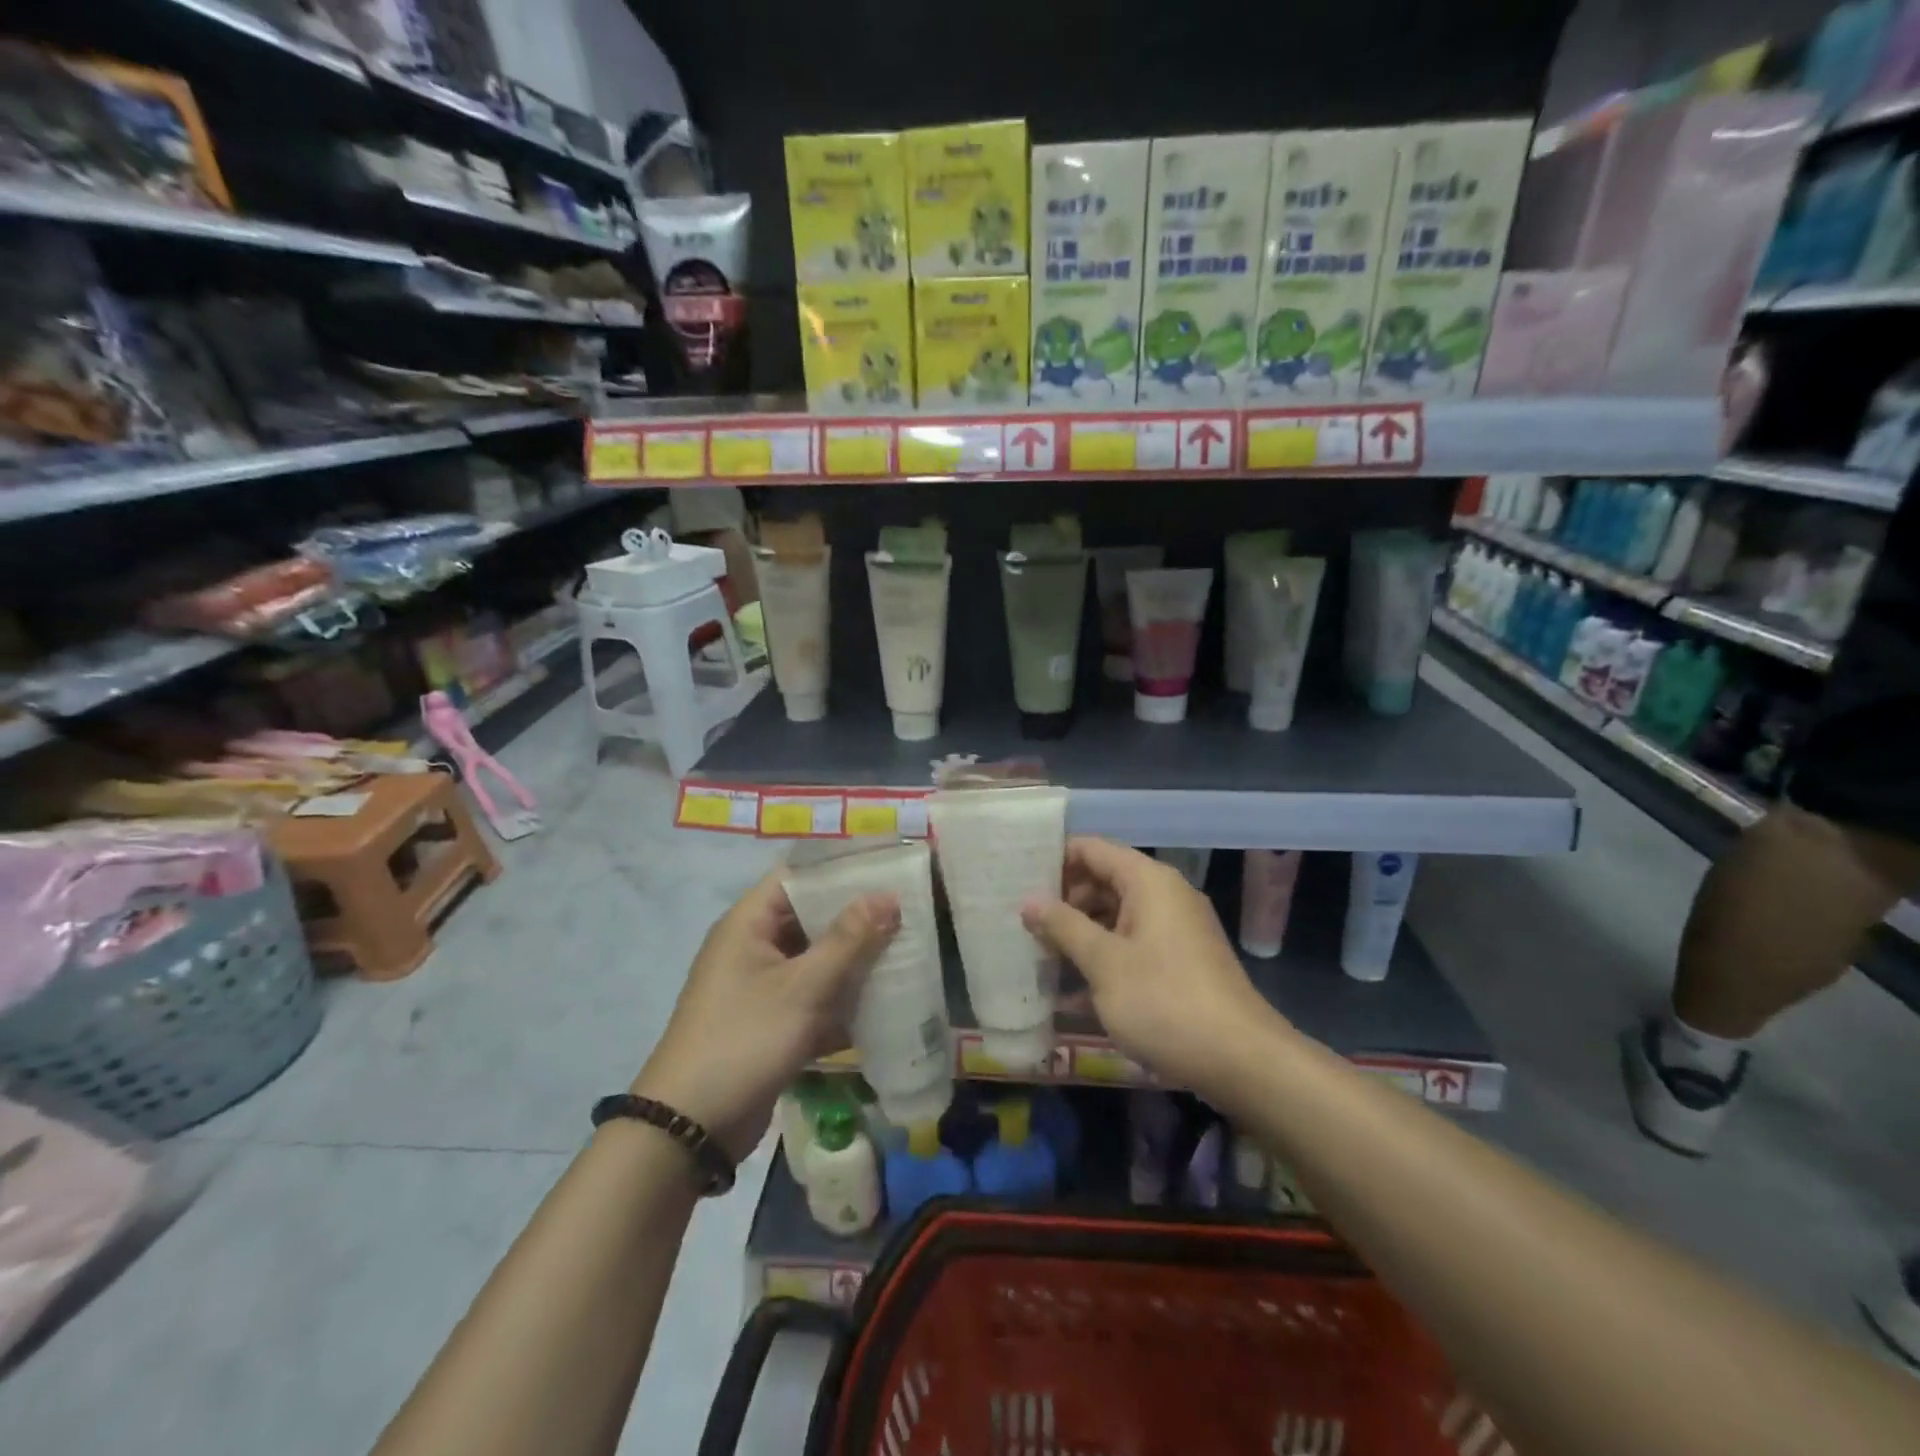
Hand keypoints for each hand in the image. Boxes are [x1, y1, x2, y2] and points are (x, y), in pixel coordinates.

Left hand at [633, 871, 898, 1161]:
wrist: (691, 1128)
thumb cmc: (746, 1039)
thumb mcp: (803, 987)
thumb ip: (848, 940)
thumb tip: (887, 895)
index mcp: (748, 924)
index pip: (797, 878)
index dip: (840, 871)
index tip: (886, 871)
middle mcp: (752, 948)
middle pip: (810, 919)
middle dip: (856, 919)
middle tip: (907, 913)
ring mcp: (760, 987)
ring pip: (815, 960)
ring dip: (854, 961)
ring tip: (905, 952)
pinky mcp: (770, 1023)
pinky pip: (812, 998)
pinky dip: (841, 1000)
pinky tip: (884, 1003)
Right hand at [1022, 838, 1274, 1092]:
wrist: (1241, 1061)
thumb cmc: (1165, 1002)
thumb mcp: (1104, 964)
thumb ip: (1063, 926)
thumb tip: (1029, 900)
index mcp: (1148, 882)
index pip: (1091, 849)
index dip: (1054, 859)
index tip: (1016, 877)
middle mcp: (1163, 896)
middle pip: (1102, 882)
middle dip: (1062, 903)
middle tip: (1020, 925)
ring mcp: (1173, 931)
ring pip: (1114, 918)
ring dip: (1078, 936)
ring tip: (1036, 957)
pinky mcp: (1178, 963)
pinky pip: (1130, 947)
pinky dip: (1102, 960)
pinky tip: (1068, 994)